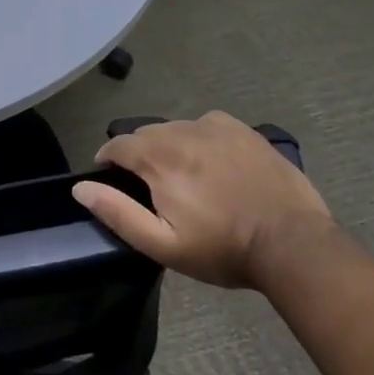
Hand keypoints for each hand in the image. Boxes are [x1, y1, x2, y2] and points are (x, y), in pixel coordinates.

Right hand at [71, 111, 332, 287]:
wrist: (293, 244)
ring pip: (175, 129)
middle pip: (145, 135)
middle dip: (139, 156)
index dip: (108, 161)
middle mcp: (181, 131)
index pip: (116, 145)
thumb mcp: (163, 244)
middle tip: (153, 188)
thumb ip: (117, 213)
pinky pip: (206, 125)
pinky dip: (199, 138)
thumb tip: (80, 188)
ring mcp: (214, 127)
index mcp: (157, 158)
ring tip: (184, 177)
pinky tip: (213, 163)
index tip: (112, 180)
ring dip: (169, 147)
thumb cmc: (222, 248)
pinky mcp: (242, 130)